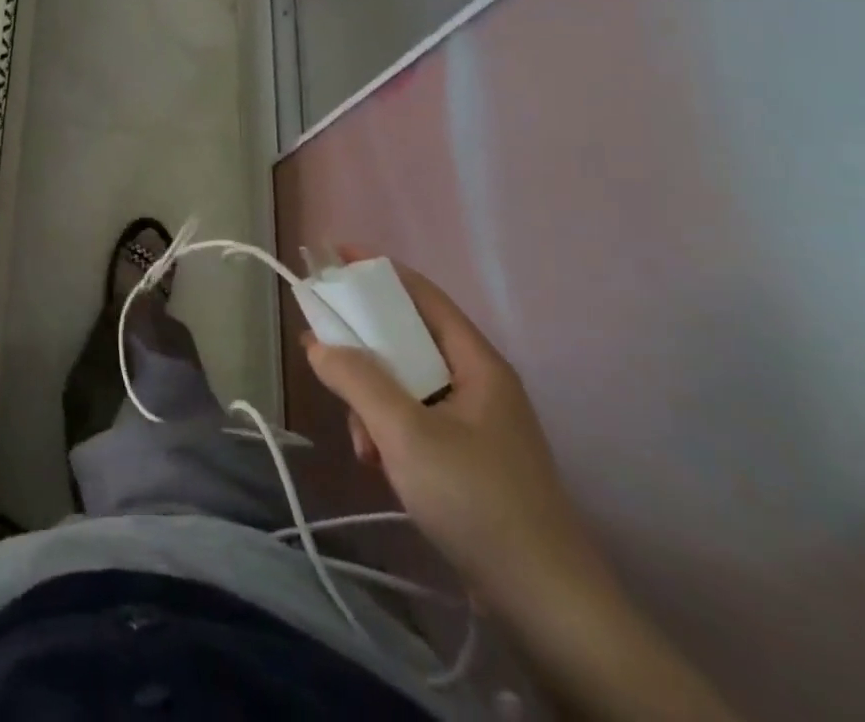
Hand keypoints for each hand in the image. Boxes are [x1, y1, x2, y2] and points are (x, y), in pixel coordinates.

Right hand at [302, 251, 610, 620]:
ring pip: (406, 384)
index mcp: (476, 363)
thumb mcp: (406, 434)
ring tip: (361, 440)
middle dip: (364, 351)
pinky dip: (389, 432)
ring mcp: (476, 423)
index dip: (377, 271)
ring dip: (372, 401)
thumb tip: (317, 343)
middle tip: (324, 355)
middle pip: (407, 340)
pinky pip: (414, 420)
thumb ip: (357, 379)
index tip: (332, 257)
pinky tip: (378, 465)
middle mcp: (478, 383)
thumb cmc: (478, 501)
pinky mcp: (468, 459)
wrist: (547, 607)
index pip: (421, 294)